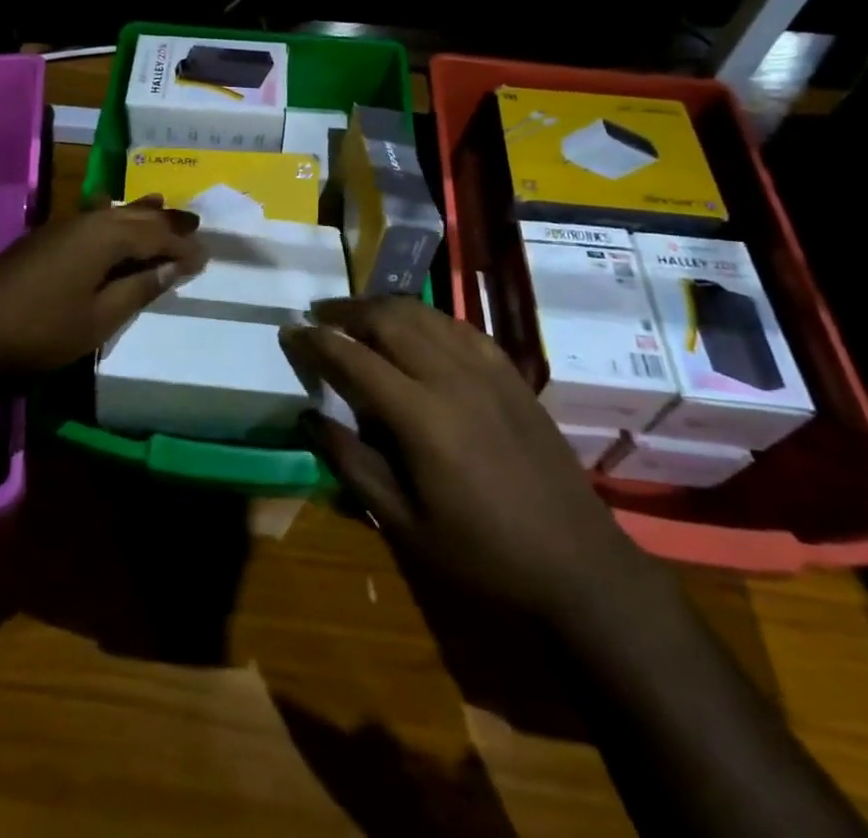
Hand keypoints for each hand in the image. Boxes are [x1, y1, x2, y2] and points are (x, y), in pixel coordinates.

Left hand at [0, 197, 206, 378]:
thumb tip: (173, 267)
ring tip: (161, 206)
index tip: (205, 258)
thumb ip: (138, 289)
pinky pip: (92, 218)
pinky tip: (108, 212)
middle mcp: (87, 221)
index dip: (182, 247)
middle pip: (135, 217)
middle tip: (194, 223)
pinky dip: (112, 218)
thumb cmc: (40, 329)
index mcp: (106, 237)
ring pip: (112, 213)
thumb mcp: (99, 318)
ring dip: (139, 214)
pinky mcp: (45, 238)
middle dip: (165, 222)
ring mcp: (62, 226)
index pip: (156, 236)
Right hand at [282, 298, 645, 621]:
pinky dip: (425, 317)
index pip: (353, 358)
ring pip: (424, 313)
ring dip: (383, 306)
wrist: (577, 562)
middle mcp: (451, 376)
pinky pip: (458, 326)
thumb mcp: (404, 523)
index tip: (290, 332)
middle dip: (346, 310)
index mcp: (420, 416)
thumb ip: (351, 464)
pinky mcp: (510, 372)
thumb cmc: (482, 553)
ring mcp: (486, 369)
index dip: (316, 341)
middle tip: (319, 315)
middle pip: (388, 319)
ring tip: (358, 314)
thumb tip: (309, 416)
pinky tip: (415, 329)